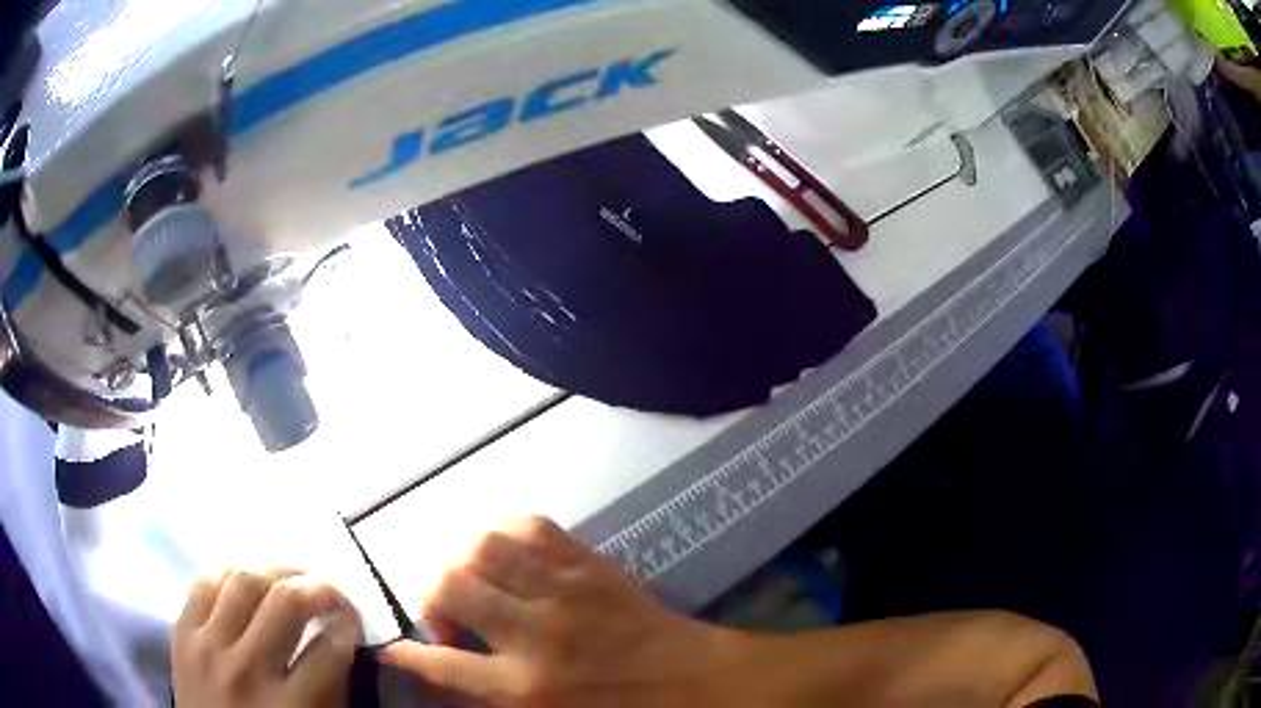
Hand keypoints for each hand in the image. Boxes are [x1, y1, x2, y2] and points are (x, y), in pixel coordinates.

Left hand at [173, 569, 362, 707]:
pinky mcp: (182, 632)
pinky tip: (248, 576)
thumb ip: (330, 692)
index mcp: (290, 706)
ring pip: (244, 580)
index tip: (354, 620)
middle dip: (320, 586)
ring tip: (291, 575)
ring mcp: (208, 646)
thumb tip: (342, 645)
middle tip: (331, 590)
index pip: (329, 648)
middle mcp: (248, 669)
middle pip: (286, 601)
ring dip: (276, 569)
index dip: (349, 624)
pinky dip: (231, 571)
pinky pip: (204, 583)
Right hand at [379, 517, 745, 707]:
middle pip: (446, 584)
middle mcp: (535, 633)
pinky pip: (529, 525)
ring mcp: (564, 590)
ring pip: (482, 546)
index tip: (390, 648)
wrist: (697, 683)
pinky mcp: (589, 563)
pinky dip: (505, 535)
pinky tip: (511, 558)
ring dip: (464, 563)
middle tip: (450, 619)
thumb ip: (491, 700)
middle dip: (430, 597)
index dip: (404, 654)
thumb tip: (443, 671)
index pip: (438, 665)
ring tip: (478, 585)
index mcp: (525, 689)